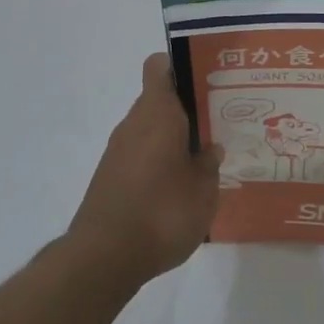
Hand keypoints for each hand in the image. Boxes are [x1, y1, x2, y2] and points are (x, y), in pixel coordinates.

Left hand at [65, 53, 222, 293]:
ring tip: (204, 157)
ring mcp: (117, 151)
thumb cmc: (162, 212)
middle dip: (187, 108)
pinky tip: (179, 185)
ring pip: (150, 129)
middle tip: (218, 123)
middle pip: (159, 100)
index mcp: (157, 114)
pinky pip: (140, 154)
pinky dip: (158, 161)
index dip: (180, 66)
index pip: (159, 68)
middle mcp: (134, 124)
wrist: (105, 257)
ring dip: (173, 137)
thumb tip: (210, 149)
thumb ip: (209, 165)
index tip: (205, 79)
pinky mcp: (110, 177)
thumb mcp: (203, 190)